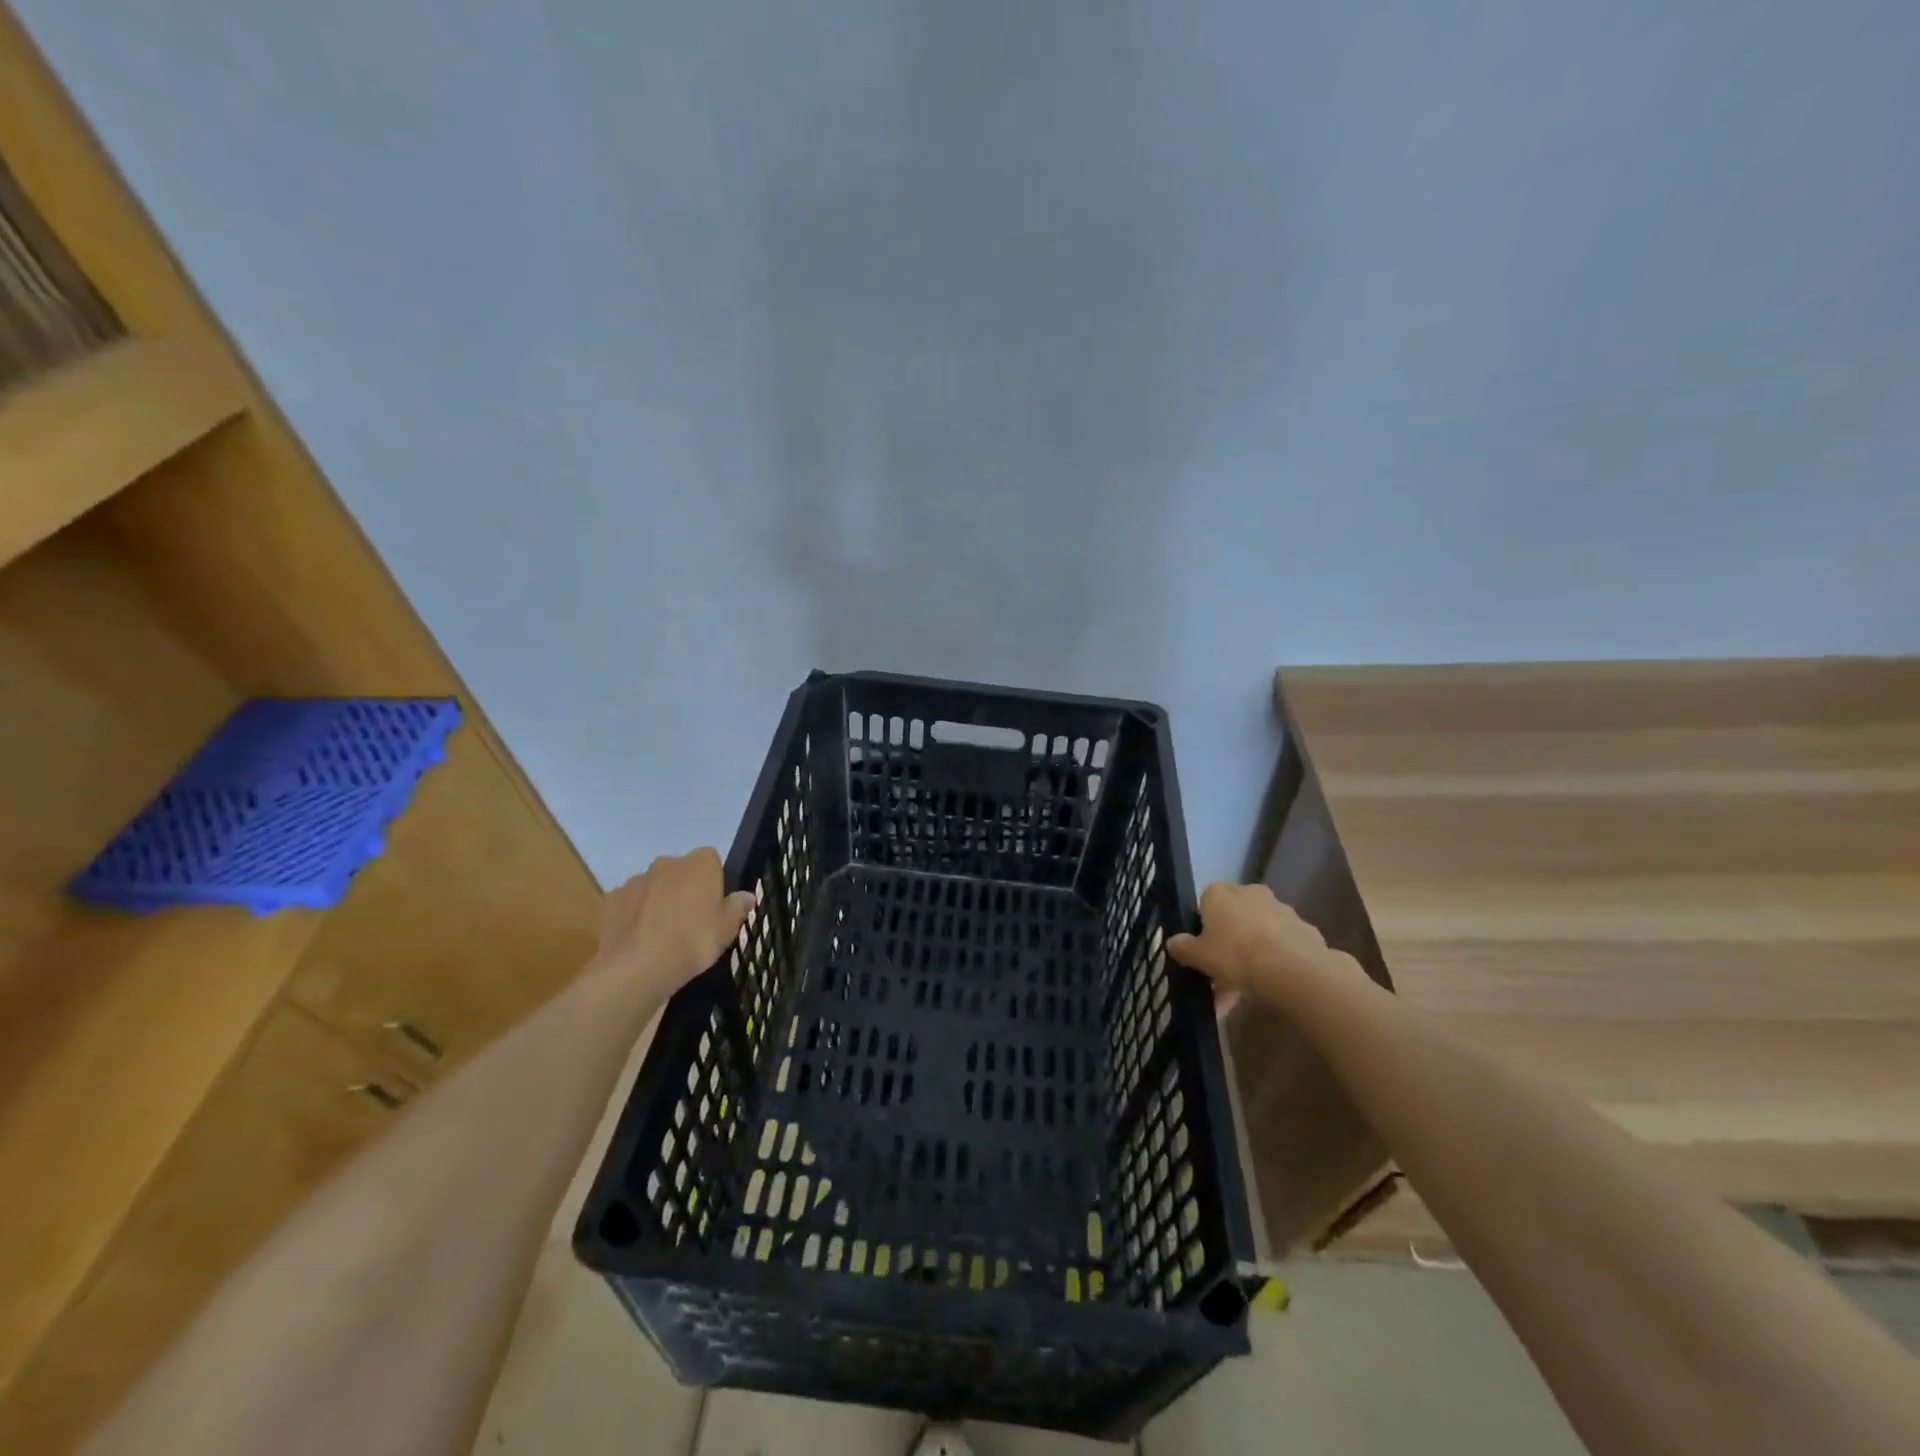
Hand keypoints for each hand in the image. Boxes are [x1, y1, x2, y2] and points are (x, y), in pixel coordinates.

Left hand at [589, 848, 756, 1002]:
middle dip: (684, 888)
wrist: (637, 968)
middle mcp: (667, 863)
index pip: (711, 860)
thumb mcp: (727, 929)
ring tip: (662, 934)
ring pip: (653, 886)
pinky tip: (639, 940)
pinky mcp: (611, 900)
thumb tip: (746, 896)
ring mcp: (635, 880)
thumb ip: (738, 907)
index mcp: (700, 863)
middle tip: (690, 921)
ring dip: (658, 901)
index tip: (714, 905)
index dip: (714, 881)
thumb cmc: (693, 942)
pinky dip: (634, 915)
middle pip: (680, 871)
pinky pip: (629, 903)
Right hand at [1167, 881, 1360, 1009]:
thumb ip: (1183, 948)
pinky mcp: (1303, 927)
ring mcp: (1279, 908)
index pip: (1205, 902)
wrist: (1294, 970)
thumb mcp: (1198, 956)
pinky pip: (1281, 943)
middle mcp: (1249, 892)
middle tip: (1223, 974)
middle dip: (1228, 942)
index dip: (1203, 928)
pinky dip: (1274, 959)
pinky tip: (1270, 985)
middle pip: (1233, 917)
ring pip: (1257, 932)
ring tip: (1246, 990)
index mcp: (1219, 893)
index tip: (1204, 951)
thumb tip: (1172, 942)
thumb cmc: (1236, 956)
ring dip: (1251, 954)